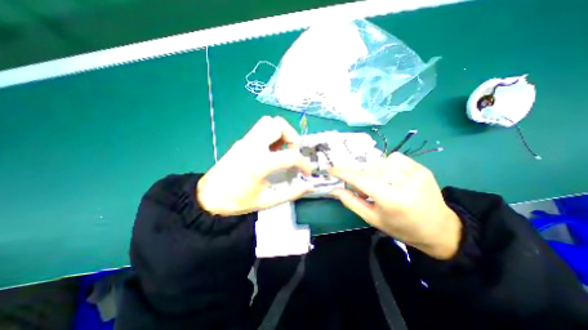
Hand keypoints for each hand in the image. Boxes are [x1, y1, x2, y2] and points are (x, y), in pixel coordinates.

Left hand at [197, 116, 313, 215]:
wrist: (208, 197)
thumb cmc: (236, 201)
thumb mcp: (266, 201)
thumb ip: (291, 193)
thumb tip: (309, 186)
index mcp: (259, 163)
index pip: (290, 156)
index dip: (304, 164)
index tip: (307, 172)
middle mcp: (253, 146)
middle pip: (278, 124)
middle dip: (293, 137)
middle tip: (294, 153)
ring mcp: (245, 141)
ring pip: (269, 122)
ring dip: (282, 133)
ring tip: (284, 150)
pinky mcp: (242, 141)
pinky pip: (261, 129)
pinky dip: (272, 135)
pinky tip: (272, 151)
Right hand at [329, 152, 460, 260]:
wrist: (439, 228)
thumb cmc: (401, 227)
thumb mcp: (373, 219)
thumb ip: (352, 202)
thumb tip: (335, 190)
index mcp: (391, 199)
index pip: (360, 178)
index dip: (342, 172)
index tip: (330, 169)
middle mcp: (403, 181)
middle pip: (368, 168)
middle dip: (358, 175)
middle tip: (361, 189)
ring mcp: (414, 171)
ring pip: (379, 161)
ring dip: (371, 170)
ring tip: (377, 183)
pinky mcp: (420, 167)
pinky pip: (393, 157)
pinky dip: (385, 164)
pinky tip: (389, 176)